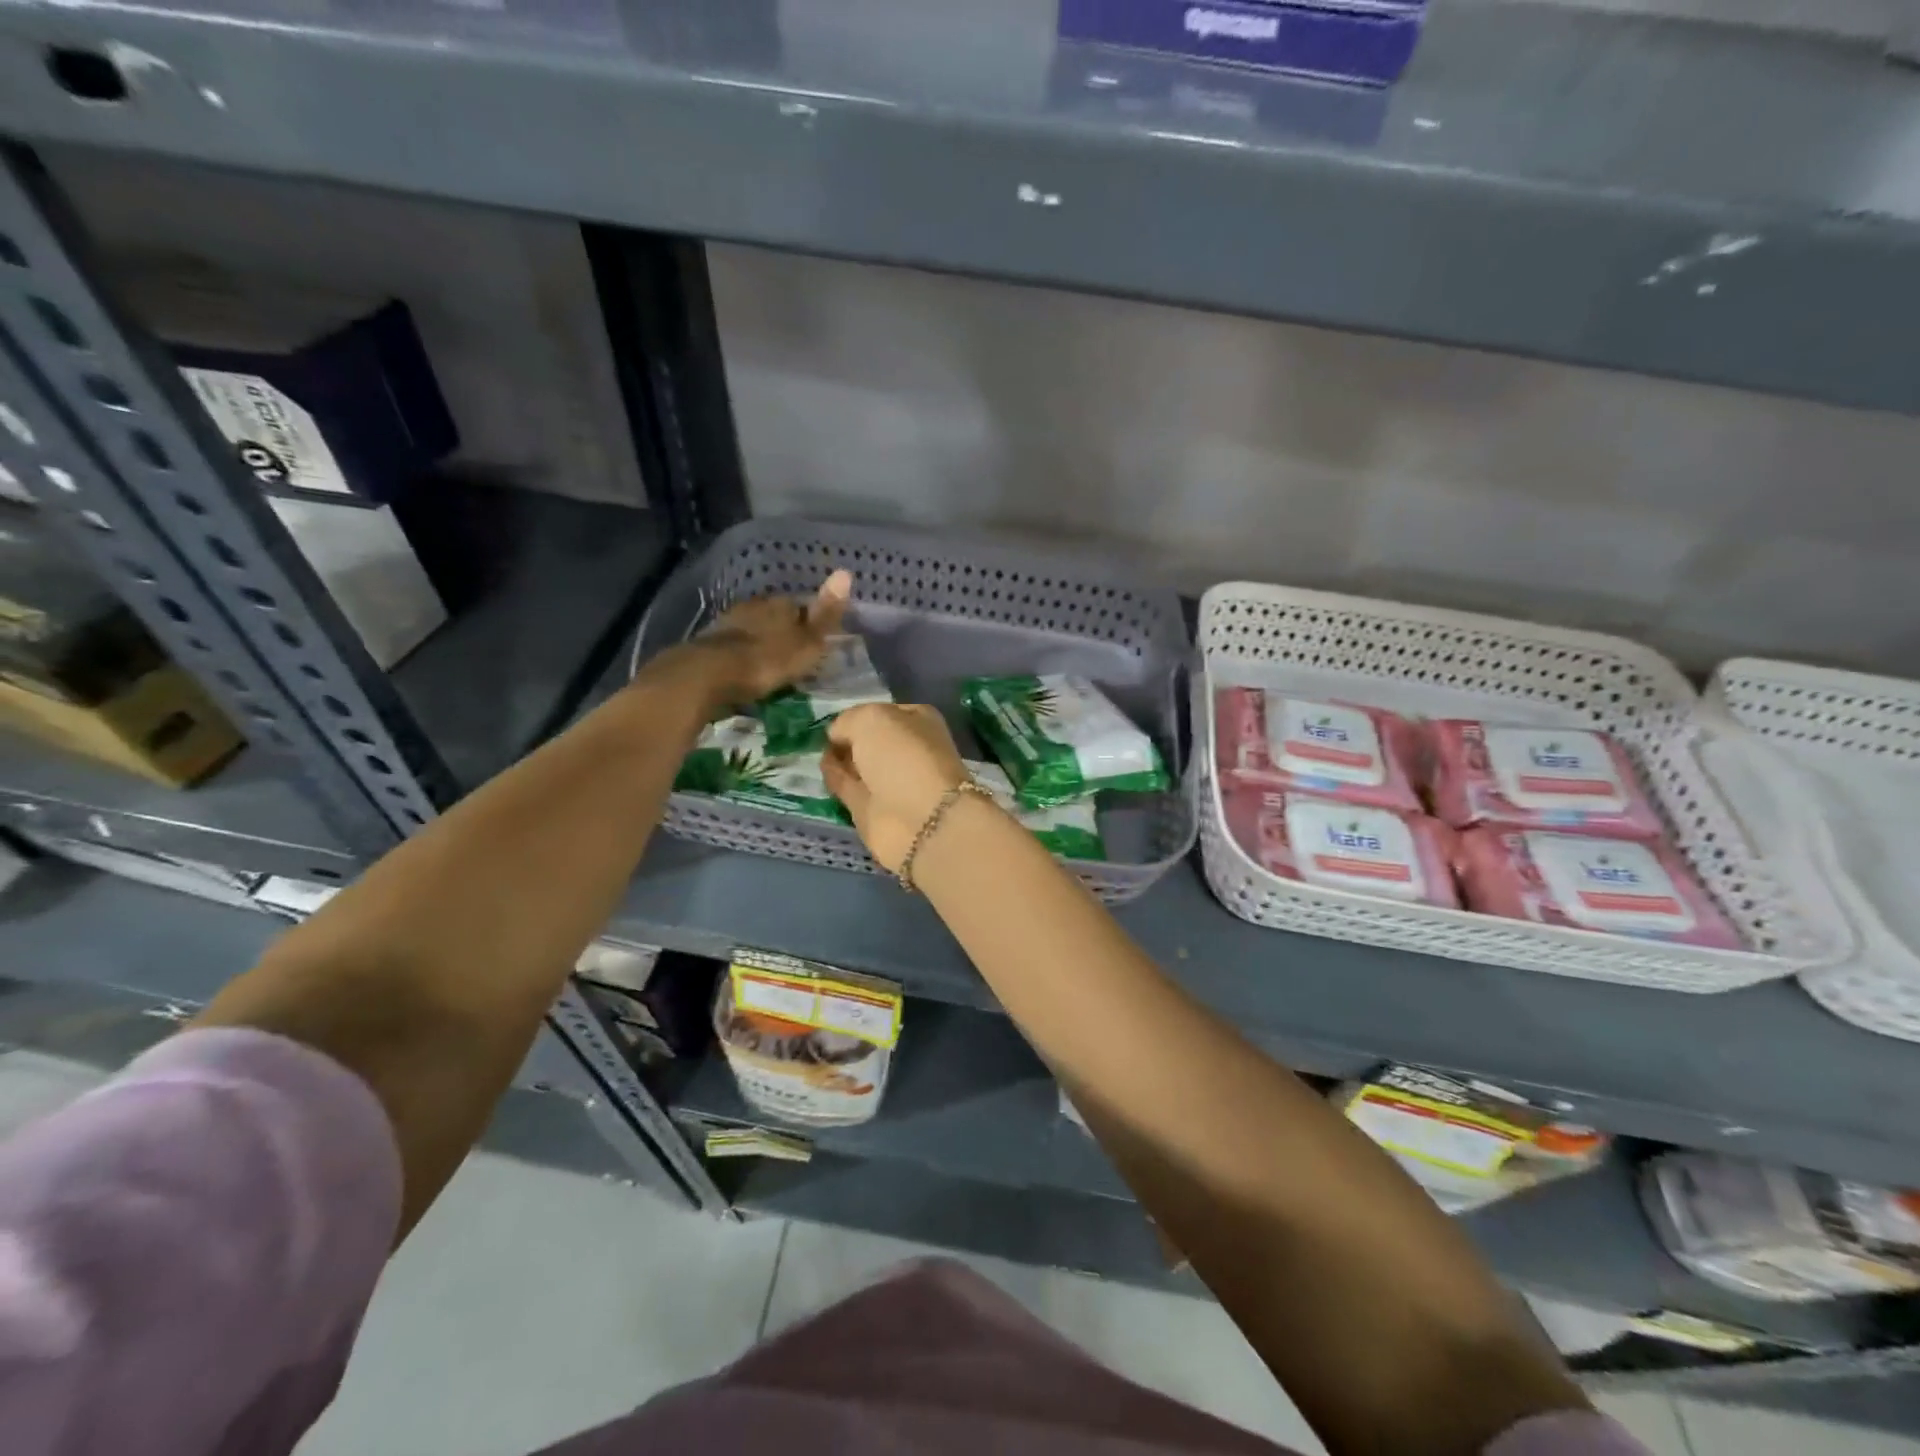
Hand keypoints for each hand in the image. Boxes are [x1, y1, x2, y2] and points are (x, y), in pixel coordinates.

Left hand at [664, 570, 851, 711]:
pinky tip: (746, 669)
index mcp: (780, 604)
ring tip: (770, 665)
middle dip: (782, 632)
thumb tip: (846, 572)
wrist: (710, 674)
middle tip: (792, 656)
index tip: (814, 642)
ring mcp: (729, 622)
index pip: (800, 606)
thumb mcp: (807, 641)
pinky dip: (742, 655)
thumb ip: (826, 613)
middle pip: (774, 616)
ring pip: (752, 629)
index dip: (808, 623)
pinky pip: (734, 646)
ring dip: (760, 642)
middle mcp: (754, 606)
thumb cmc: (768, 659)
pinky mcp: (710, 642)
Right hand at [822, 703, 975, 872]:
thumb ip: (848, 721)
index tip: (835, 719)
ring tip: (814, 750)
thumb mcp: (871, 719)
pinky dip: (834, 779)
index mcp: (917, 721)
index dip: (858, 714)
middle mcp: (906, 749)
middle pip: (869, 740)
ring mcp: (890, 780)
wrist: (918, 818)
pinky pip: (848, 786)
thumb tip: (836, 736)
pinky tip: (820, 770)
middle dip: (847, 738)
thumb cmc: (902, 757)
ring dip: (839, 759)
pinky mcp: (872, 807)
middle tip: (820, 736)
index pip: (883, 712)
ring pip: (858, 764)